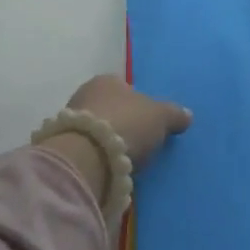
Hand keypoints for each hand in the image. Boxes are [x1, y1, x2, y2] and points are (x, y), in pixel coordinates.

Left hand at [66, 74, 191, 169]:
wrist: (87, 157)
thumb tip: (187, 115)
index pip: (125, 87)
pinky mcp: (62, 148)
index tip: (148, 122)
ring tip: (124, 159)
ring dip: (107, 141)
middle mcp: (85, 94)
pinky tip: (108, 169)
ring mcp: (69, 121)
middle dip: (122, 122)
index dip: (138, 103)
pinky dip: (96, 157)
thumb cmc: (127, 124)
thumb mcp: (160, 117)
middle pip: (109, 108)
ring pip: (96, 129)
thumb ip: (173, 114)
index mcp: (108, 80)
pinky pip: (86, 149)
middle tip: (138, 141)